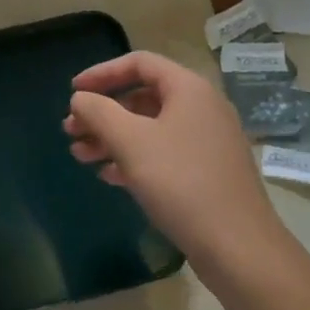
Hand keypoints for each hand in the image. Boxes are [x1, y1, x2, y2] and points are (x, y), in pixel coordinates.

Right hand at [63, 51, 279, 265]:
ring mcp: (207, 141)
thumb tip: (80, 98)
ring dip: (113, 138)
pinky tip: (109, 175)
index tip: (73, 91)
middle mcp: (201, 108)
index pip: (139, 63)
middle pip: (142, 97)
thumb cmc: (181, 182)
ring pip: (150, 128)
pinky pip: (163, 152)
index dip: (101, 73)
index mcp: (188, 89)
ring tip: (80, 156)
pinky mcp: (208, 171)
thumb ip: (99, 112)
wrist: (238, 247)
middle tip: (71, 131)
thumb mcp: (130, 142)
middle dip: (103, 113)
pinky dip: (134, 158)